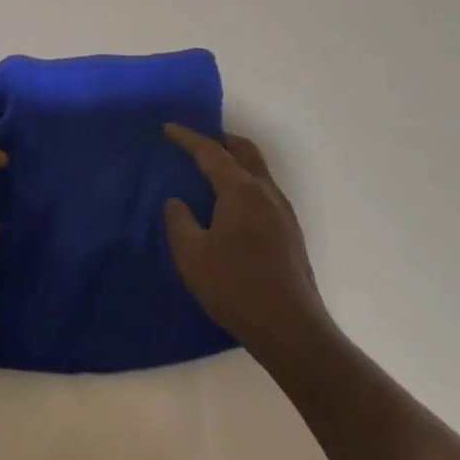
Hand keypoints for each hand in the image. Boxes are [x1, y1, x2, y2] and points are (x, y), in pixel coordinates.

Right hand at [163, 125, 332, 370]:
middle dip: (219, 140)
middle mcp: (266, 193)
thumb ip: (179, 221)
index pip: (210, 152)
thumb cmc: (235, 287)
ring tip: (211, 170)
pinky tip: (231, 204)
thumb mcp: (191, 254)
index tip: (168, 128)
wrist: (291, 330)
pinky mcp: (291, 233)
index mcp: (240, 191)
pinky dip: (244, 182)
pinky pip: (264, 190)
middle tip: (196, 142)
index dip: (187, 138)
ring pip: (258, 170)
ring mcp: (283, 213)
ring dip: (234, 161)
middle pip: (244, 150)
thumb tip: (177, 202)